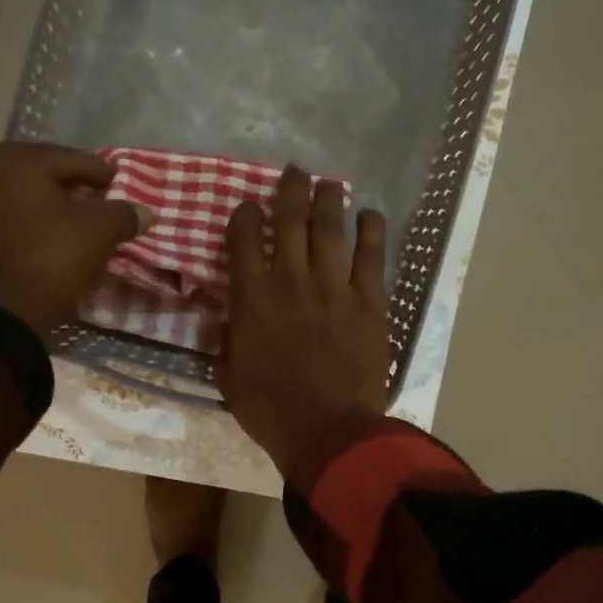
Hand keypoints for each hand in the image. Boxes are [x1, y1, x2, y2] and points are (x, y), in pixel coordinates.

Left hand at [0, 142, 149, 334]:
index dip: (100, 172)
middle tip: (95, 197)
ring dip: (47, 201)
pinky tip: (49, 234)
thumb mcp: (101, 232)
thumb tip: (145, 212)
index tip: (118, 182)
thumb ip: (124, 214)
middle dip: (69, 183)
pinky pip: (6, 214)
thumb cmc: (54, 258)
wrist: (4, 313)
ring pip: (21, 193)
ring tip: (73, 218)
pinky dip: (28, 219)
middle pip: (41, 171)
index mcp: (18, 161)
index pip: (71, 159)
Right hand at [220, 166, 389, 476]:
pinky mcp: (370, 301)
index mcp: (252, 300)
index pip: (242, 240)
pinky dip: (371, 230)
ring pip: (330, 229)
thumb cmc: (271, 411)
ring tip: (329, 182)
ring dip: (329, 199)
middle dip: (290, 190)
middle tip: (295, 171)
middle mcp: (291, 281)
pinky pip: (372, 255)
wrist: (328, 432)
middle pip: (289, 220)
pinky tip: (370, 214)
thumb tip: (231, 318)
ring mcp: (334, 288)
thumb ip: (229, 339)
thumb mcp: (230, 376)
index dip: (244, 216)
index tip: (248, 207)